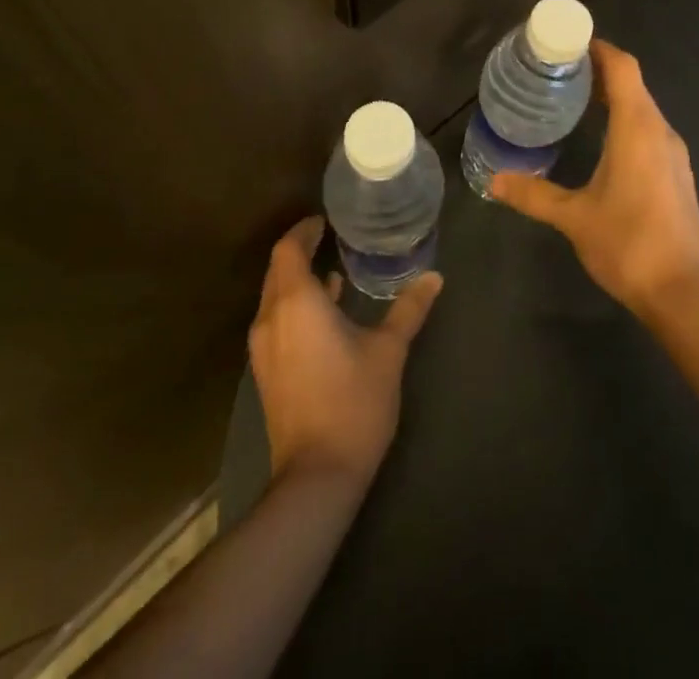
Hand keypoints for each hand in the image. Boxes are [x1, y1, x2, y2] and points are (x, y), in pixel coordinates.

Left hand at [249, 216, 442, 488]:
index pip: (289, 249)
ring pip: (275, 298)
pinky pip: (276, 321)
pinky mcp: (267, 372)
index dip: (304, 230)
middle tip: (333, 239)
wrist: (316, 477)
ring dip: (299, 281)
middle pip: (278, 271)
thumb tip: (434, 277)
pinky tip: (327, 313)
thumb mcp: (388, 351)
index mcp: (297, 303)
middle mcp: (271, 318)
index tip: (325, 220)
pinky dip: (296, 306)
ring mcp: (264, 349)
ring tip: (335, 271)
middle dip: (301, 251)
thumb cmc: (353, 402)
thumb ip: (408, 309)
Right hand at [489, 40, 698, 318]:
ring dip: (614, 97)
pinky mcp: (677, 174)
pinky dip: (626, 121)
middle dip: (600, 71)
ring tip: (575, 100)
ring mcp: (674, 154)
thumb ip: (534, 195)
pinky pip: (650, 130)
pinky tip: (602, 141)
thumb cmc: (628, 243)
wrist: (683, 292)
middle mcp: (661, 131)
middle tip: (559, 71)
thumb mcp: (573, 217)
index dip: (598, 48)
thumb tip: (494, 182)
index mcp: (638, 128)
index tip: (567, 43)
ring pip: (643, 108)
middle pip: (633, 84)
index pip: (623, 68)